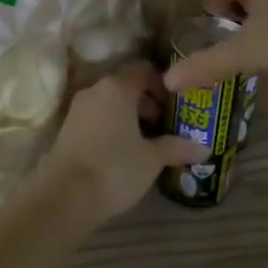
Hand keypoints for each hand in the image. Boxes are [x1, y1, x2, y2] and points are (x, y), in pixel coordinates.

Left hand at [36, 62, 205, 227]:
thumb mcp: (152, 159)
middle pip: (126, 86)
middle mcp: (95, 91)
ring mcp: (77, 110)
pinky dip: (112, 128)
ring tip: (148, 142)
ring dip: (129, 117)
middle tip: (166, 124)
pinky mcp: (66, 130)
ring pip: (110, 104)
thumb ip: (176, 148)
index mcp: (117, 87)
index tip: (176, 104)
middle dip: (147, 102)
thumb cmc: (114, 168)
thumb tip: (204, 147)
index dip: (162, 84)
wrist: (63, 198)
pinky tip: (124, 153)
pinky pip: (96, 120)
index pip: (143, 69)